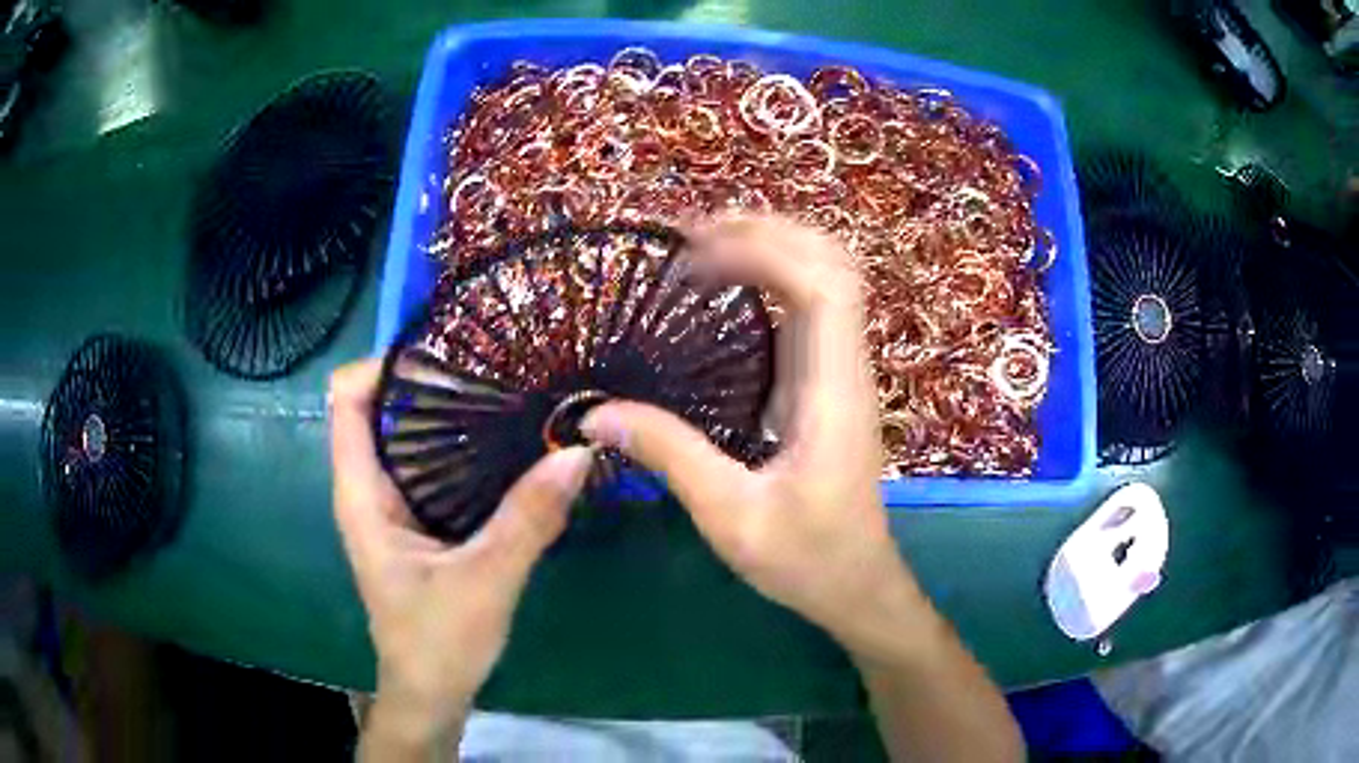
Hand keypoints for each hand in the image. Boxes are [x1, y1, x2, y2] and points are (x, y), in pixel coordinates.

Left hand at [329, 360, 593, 736]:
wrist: (430, 693)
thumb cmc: (439, 642)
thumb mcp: (487, 580)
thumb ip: (529, 517)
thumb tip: (578, 450)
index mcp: (362, 495)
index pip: (346, 399)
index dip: (382, 364)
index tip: (444, 353)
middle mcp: (367, 489)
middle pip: (376, 406)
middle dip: (424, 378)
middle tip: (489, 363)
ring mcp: (389, 505)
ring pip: (403, 434)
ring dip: (443, 410)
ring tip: (501, 389)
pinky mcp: (413, 521)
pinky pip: (426, 463)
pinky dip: (456, 443)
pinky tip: (501, 443)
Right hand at [581, 215, 930, 662]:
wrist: (857, 585)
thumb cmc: (806, 559)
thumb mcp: (730, 517)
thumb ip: (670, 457)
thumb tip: (597, 412)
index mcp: (833, 392)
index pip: (821, 286)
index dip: (763, 250)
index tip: (693, 258)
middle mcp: (845, 367)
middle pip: (831, 263)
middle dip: (767, 231)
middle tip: (691, 236)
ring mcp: (840, 371)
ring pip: (827, 276)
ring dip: (773, 247)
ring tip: (702, 247)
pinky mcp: (827, 382)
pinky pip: (812, 305)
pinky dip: (773, 277)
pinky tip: (728, 286)